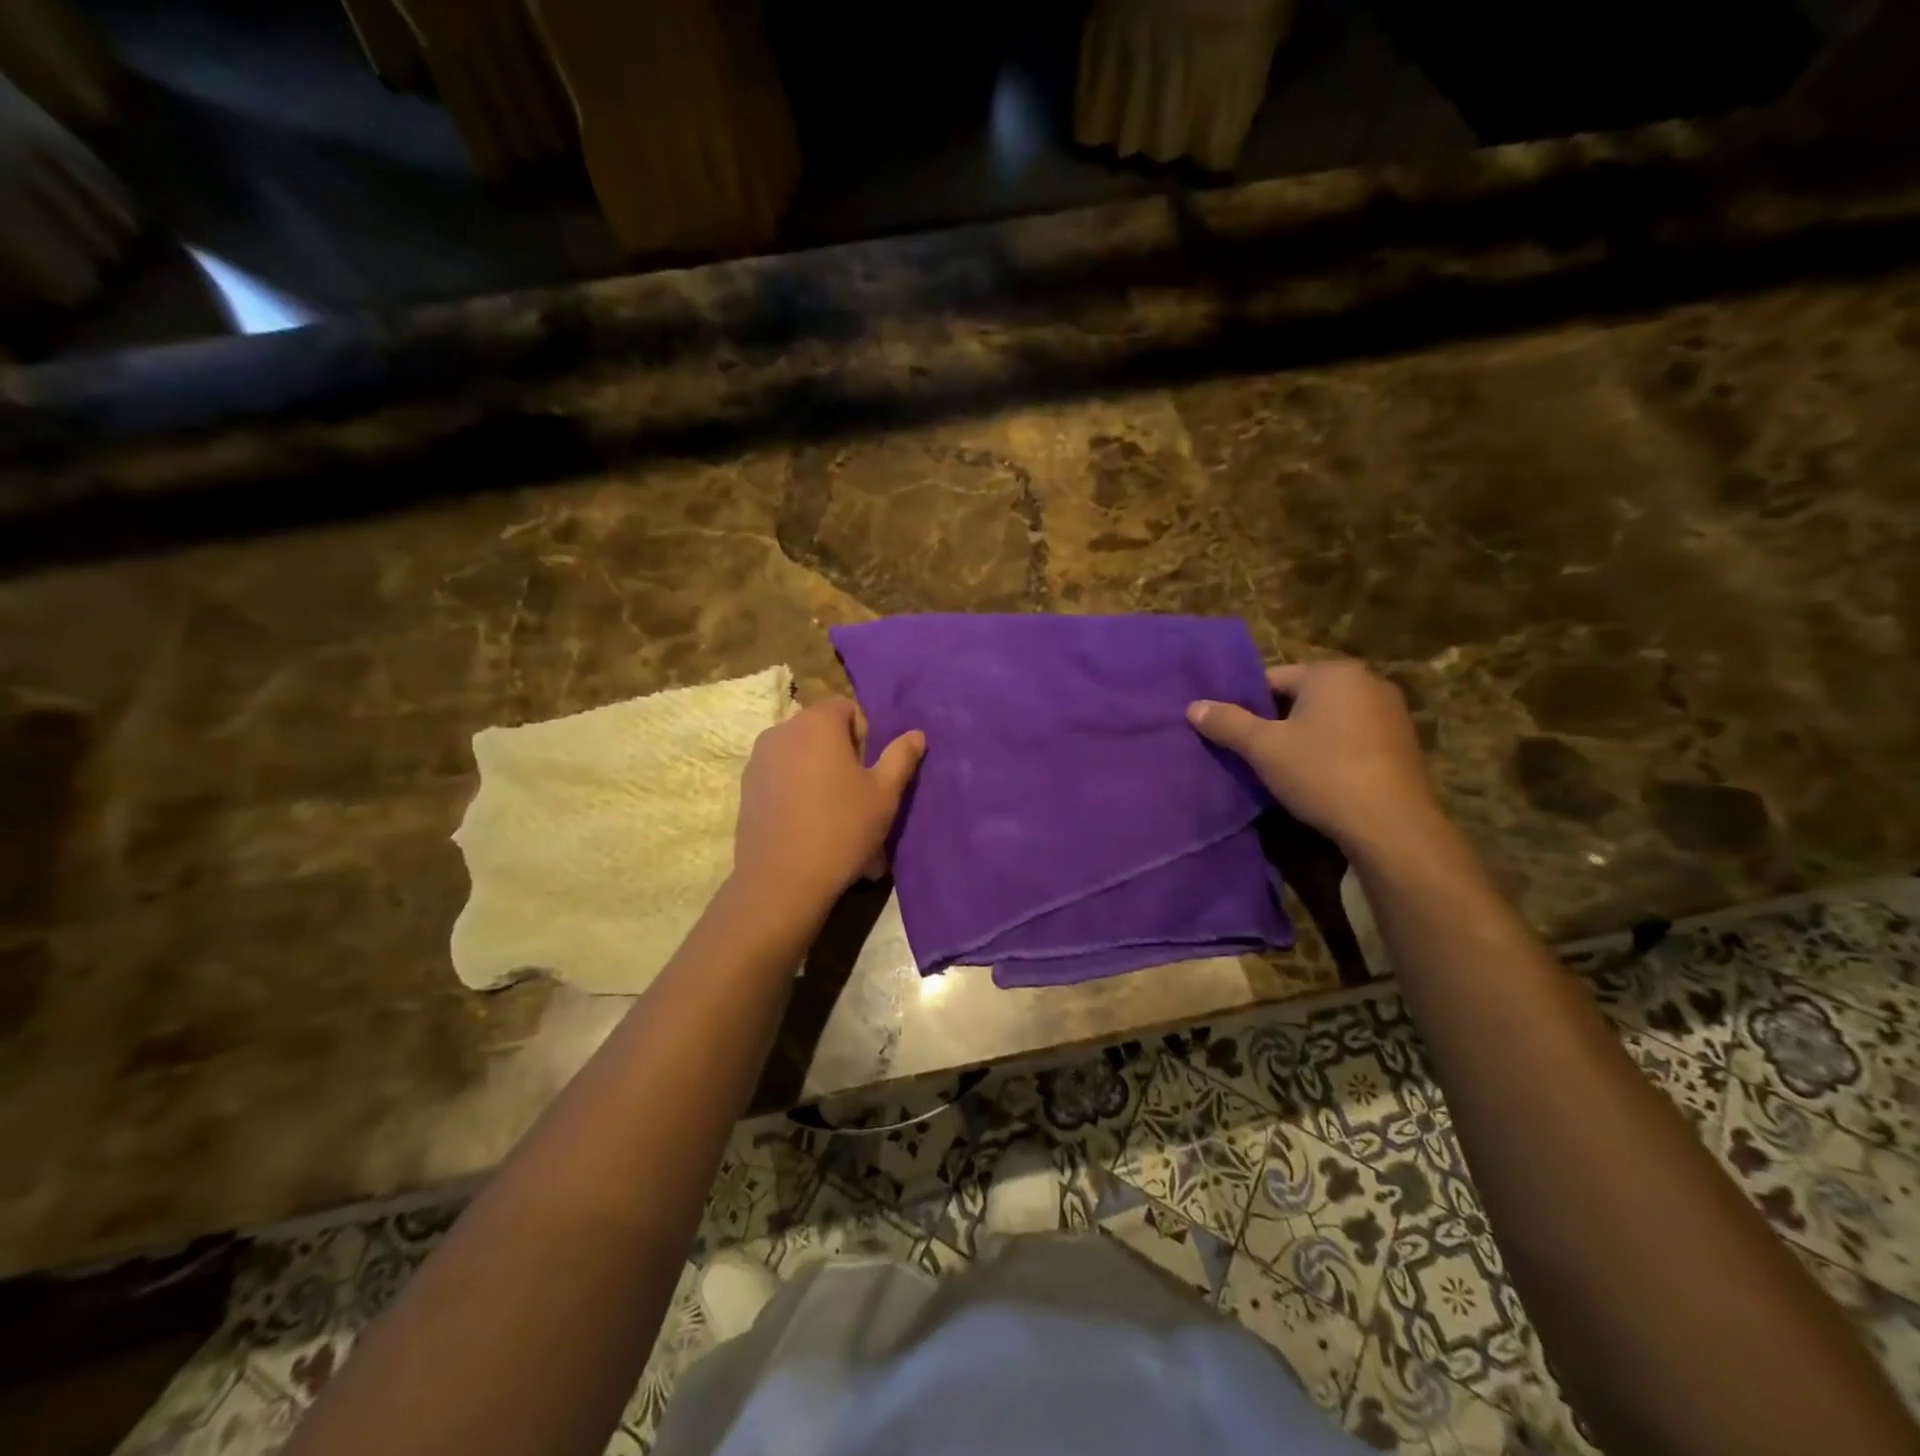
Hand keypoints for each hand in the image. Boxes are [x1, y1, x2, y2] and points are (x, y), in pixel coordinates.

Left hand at [732, 698, 925, 917]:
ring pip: (800, 755)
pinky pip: (781, 776)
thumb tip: (916, 734)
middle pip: (821, 730)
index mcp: (817, 723)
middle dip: (842, 754)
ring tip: (834, 814)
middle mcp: (782, 731)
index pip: (847, 708)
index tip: (870, 770)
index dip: (865, 735)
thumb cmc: (842, 828)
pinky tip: (807, 825)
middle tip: (857, 794)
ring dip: (819, 772)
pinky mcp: (746, 787)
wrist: (782, 880)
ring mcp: (758, 759)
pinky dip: (797, 790)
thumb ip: (901, 757)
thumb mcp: (884, 794)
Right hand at [1188, 660, 1443, 857]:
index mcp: (1332, 673)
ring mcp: (1391, 712)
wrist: (1391, 826)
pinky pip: (1353, 736)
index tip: (1235, 735)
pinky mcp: (1403, 742)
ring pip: (1329, 717)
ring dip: (1306, 737)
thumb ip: (1227, 723)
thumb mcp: (1264, 748)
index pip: (1272, 679)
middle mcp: (1367, 681)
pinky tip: (1321, 778)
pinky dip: (1333, 750)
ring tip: (1285, 768)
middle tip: (1255, 753)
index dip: (1247, 706)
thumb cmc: (1322, 774)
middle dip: (1277, 721)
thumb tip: (1193, 706)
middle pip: (1302, 696)